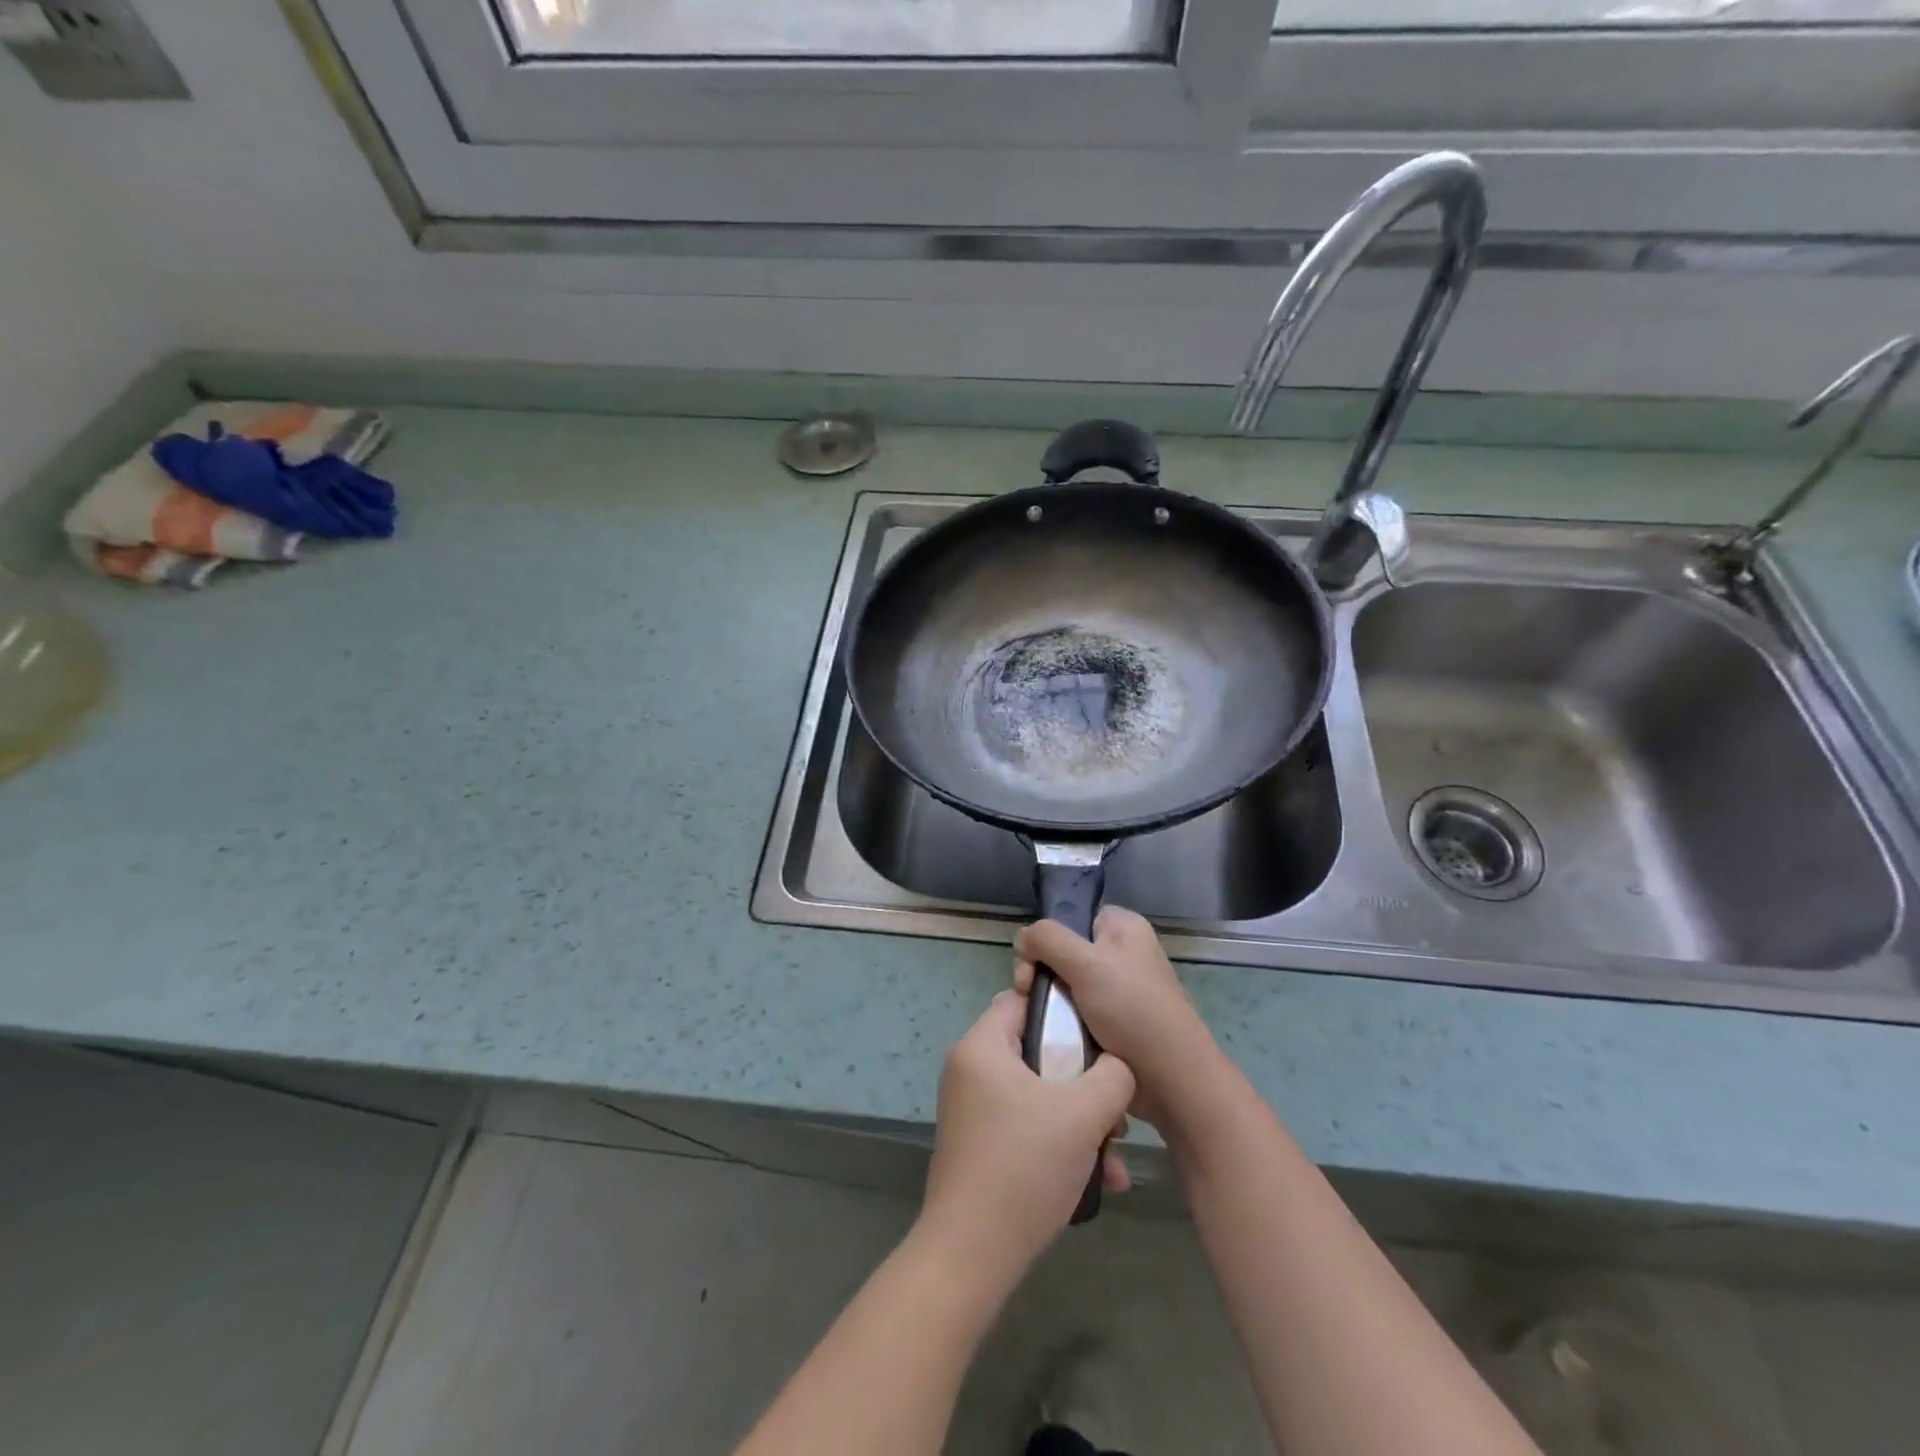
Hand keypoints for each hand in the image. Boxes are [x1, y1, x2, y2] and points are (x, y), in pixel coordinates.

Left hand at [920, 991, 1134, 1286]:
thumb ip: (1112, 1076)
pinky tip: (1099, 1179)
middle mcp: (971, 1069)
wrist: (971, 1255)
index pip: (1024, 1001)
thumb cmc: (1025, 1166)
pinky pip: (1027, 1126)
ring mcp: (973, 1109)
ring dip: (1081, 1121)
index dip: (1066, 1012)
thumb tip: (1117, 1067)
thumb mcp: (1083, 1113)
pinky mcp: (980, 1145)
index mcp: (982, 1046)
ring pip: (1039, 1095)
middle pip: (1038, 1052)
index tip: (1102, 1038)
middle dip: (1084, 1081)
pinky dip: (1060, 1144)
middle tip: (1115, 1110)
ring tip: (1115, 1156)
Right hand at [1014, 906, 1227, 1134]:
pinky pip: (1075, 1012)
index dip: (1047, 938)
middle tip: (1028, 996)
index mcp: (1123, 927)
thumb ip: (1048, 940)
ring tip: (1037, 1021)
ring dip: (1048, 1002)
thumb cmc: (1132, 1010)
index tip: (1032, 966)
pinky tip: (1051, 1035)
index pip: (1072, 917)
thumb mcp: (1087, 963)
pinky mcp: (1113, 1022)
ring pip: (1065, 985)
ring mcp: (1118, 989)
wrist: (1171, 1079)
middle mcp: (1122, 953)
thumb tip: (1022, 938)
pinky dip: (1060, 1022)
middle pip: (1062, 951)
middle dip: (1040, 973)